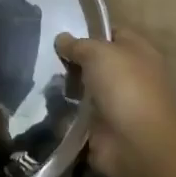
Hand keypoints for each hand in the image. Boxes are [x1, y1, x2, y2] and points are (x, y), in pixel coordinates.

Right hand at [55, 30, 175, 176]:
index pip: (112, 34)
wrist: (137, 145)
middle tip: (43, 57)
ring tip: (37, 80)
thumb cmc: (125, 88)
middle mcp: (129, 76)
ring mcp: (115, 104)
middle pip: (95, 63)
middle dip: (71, 61)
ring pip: (82, 89)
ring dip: (64, 87)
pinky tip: (42, 104)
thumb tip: (62, 39)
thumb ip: (78, 44)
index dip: (89, 31)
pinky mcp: (100, 128)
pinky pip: (75, 115)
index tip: (61, 33)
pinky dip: (62, 113)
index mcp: (137, 53)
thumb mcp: (99, 53)